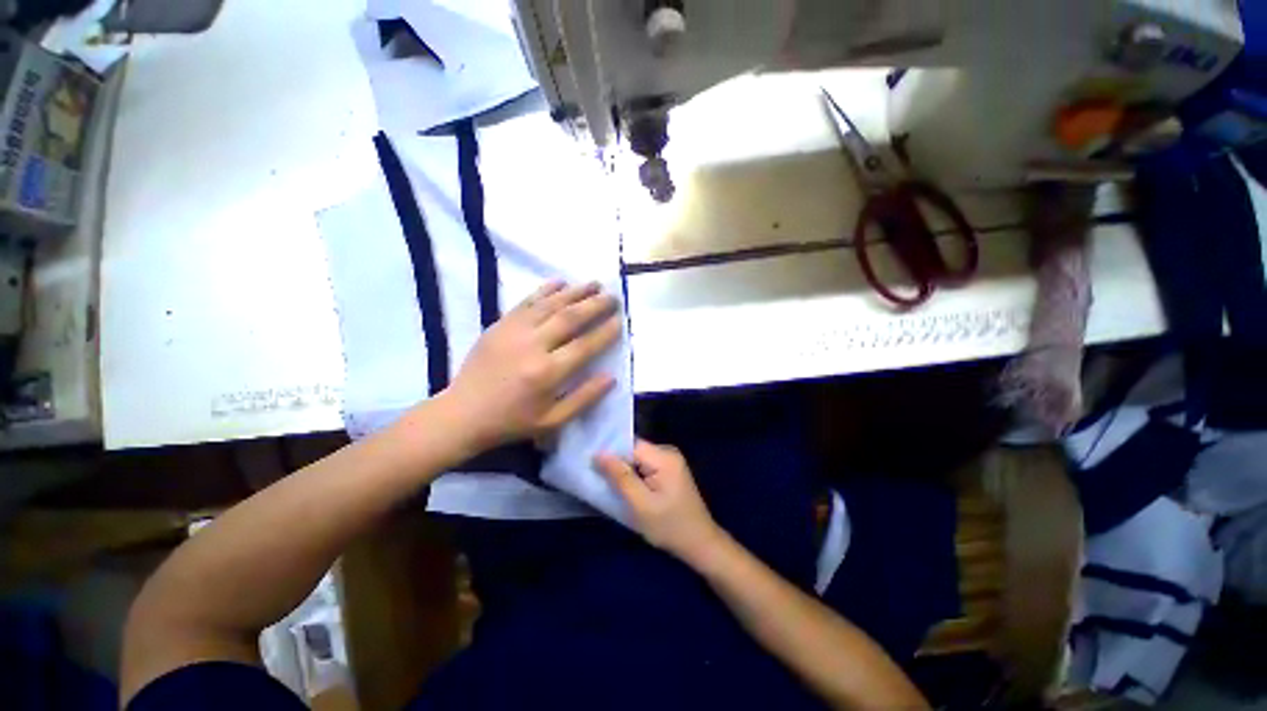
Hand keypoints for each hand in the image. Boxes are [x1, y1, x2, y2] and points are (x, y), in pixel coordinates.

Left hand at [442, 281, 621, 448]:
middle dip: (596, 305)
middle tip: (613, 297)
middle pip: (570, 317)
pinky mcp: (500, 324)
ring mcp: (514, 331)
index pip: (585, 345)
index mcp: (548, 373)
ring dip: (576, 292)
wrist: (462, 413)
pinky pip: (527, 301)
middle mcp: (533, 346)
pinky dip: (546, 289)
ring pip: (551, 304)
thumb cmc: (512, 421)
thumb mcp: (553, 421)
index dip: (606, 331)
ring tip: (595, 284)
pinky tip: (561, 282)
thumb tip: (611, 377)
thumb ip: (584, 398)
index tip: (621, 320)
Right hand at [596, 439, 726, 564]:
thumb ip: (620, 477)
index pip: (629, 445)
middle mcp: (668, 451)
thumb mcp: (640, 505)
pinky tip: (627, 490)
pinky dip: (634, 476)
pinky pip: (645, 466)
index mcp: (664, 456)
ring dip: (625, 472)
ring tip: (611, 487)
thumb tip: (599, 453)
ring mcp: (670, 460)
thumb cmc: (670, 527)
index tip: (592, 468)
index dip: (611, 456)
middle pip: (633, 450)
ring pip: (637, 459)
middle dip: (617, 465)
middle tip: (600, 481)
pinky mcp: (669, 470)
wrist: (700, 544)